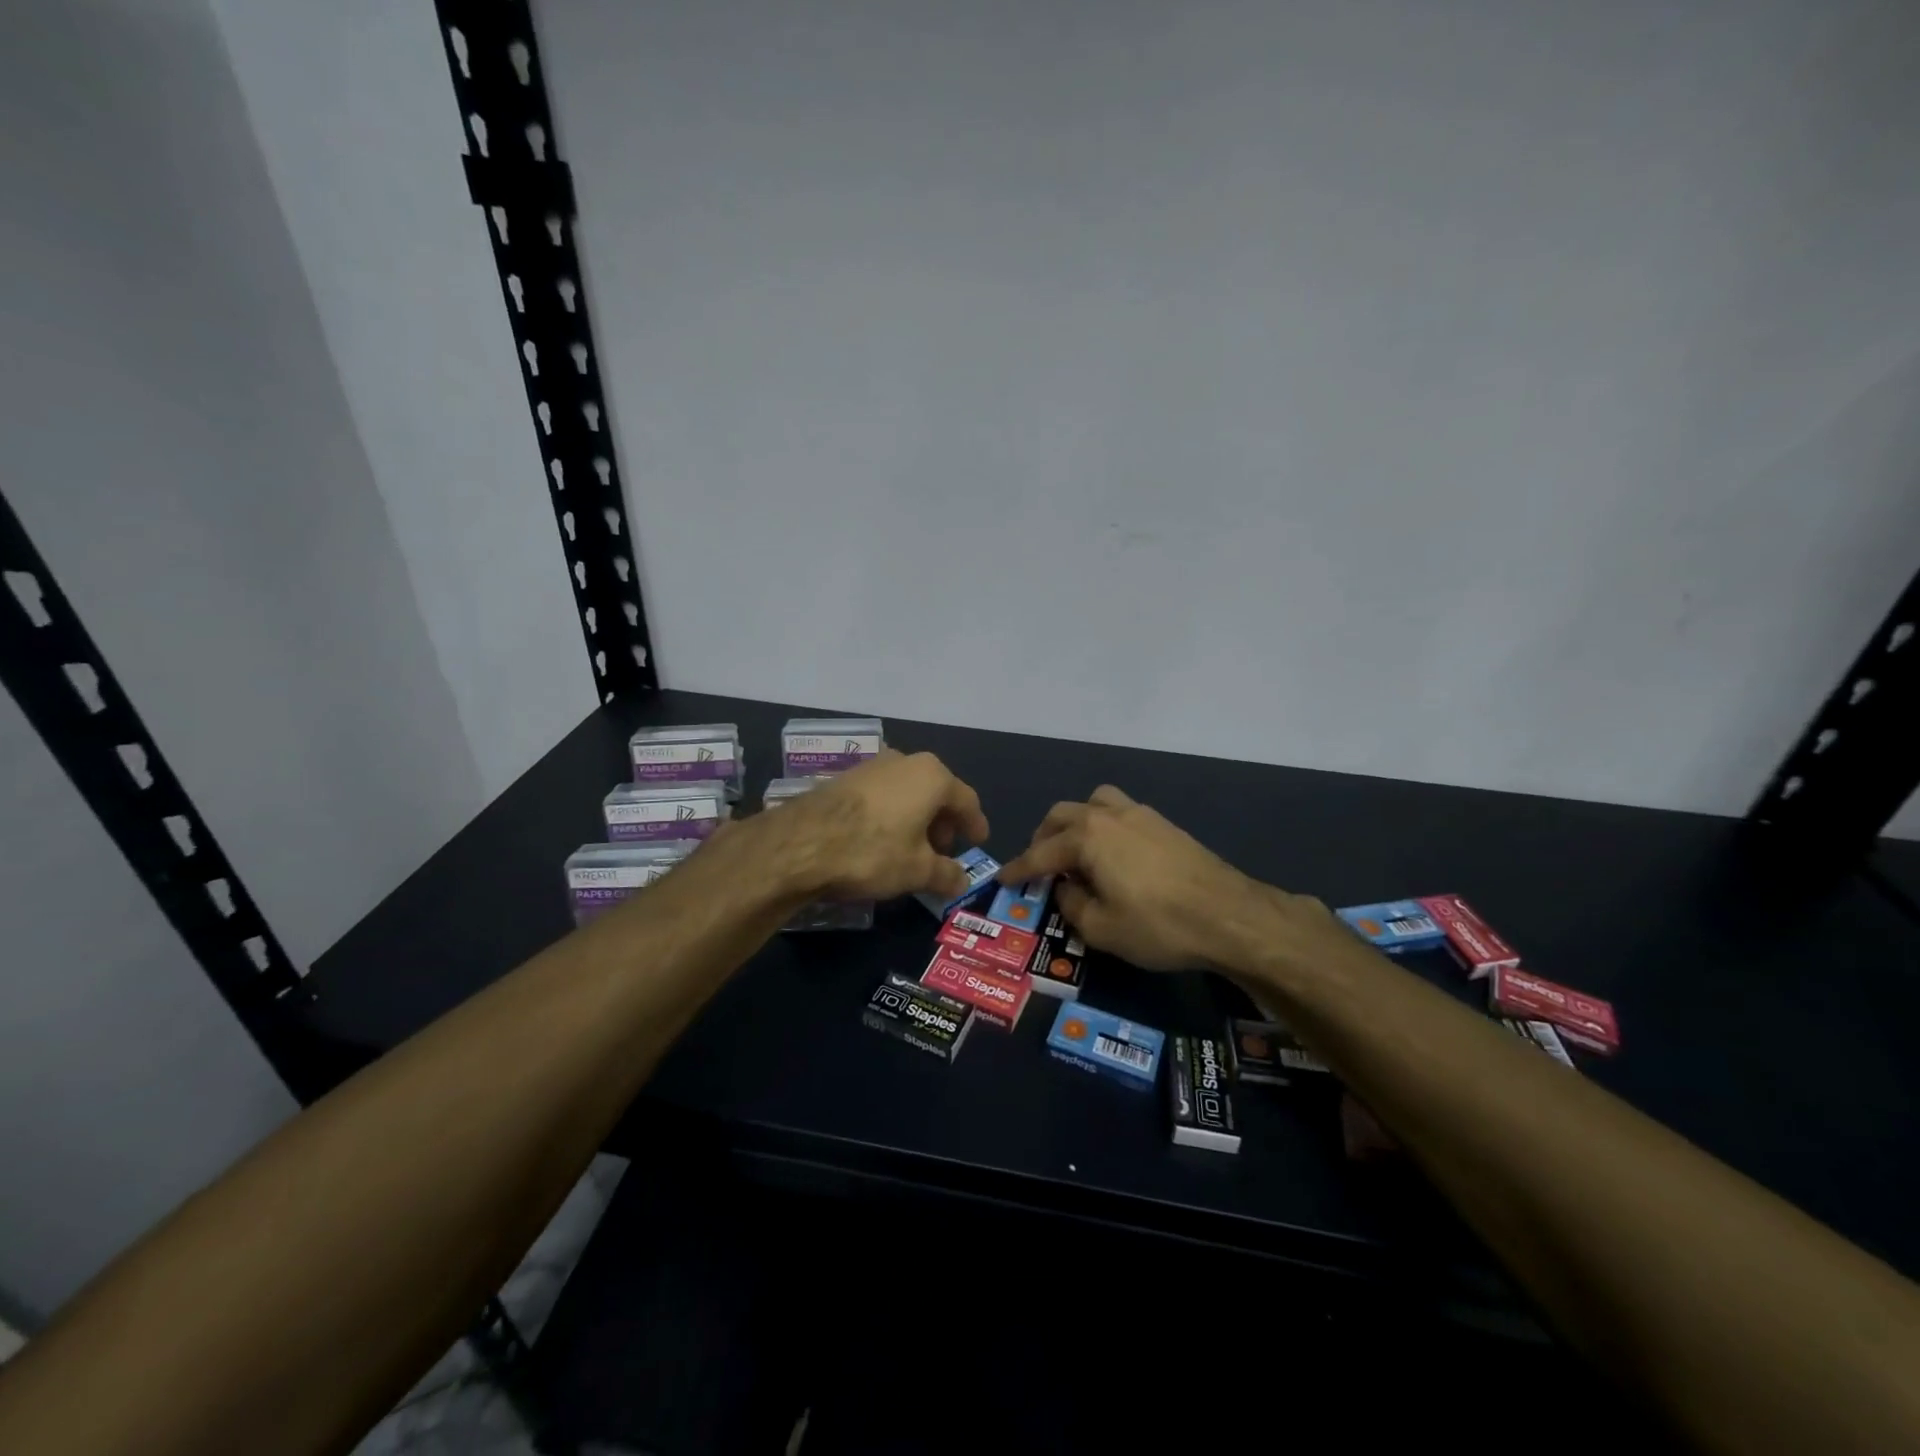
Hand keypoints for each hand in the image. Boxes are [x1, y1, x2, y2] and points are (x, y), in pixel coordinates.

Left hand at [765, 749, 989, 902]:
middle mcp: (905, 761)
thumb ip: (946, 874)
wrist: (800, 843)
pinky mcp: (844, 778)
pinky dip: (890, 816)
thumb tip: (962, 881)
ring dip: (915, 819)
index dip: (975, 824)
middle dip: (943, 823)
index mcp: (933, 776)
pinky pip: (881, 796)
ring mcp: (872, 766)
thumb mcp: (917, 871)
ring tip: (911, 850)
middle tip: (942, 852)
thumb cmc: (872, 851)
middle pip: (936, 793)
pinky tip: (880, 841)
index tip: (978, 841)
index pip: (966, 801)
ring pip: (907, 792)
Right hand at [997, 785, 1327, 971]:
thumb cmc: (1158, 925)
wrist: (1229, 915)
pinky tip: (1113, 854)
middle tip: (1040, 867)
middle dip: (1043, 839)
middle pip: (1062, 816)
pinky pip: (1120, 812)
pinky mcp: (1163, 823)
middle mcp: (1108, 815)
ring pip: (1093, 803)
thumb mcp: (1102, 929)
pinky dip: (1103, 826)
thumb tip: (1065, 888)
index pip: (1040, 853)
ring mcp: (1139, 814)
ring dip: (1075, 823)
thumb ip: (1072, 906)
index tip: (1002, 880)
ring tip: (1076, 851)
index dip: (1018, 869)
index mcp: (1086, 837)